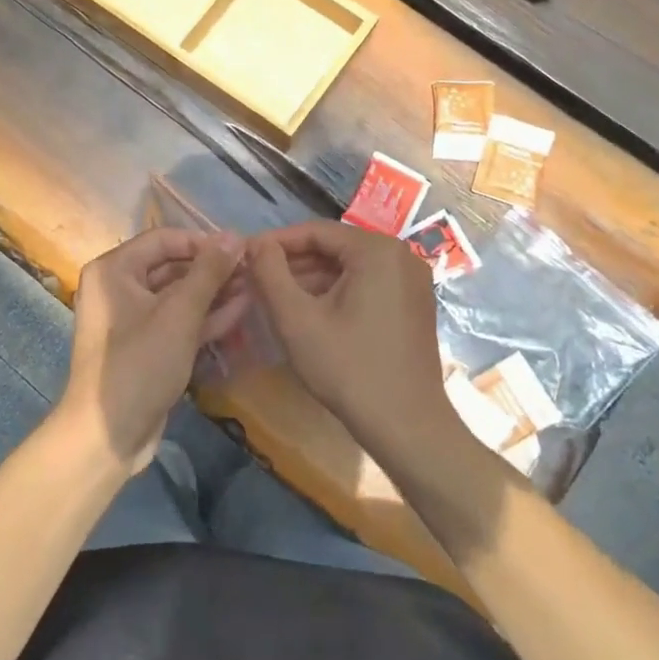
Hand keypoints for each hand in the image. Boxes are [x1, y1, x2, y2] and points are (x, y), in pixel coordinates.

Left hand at [57, 228, 246, 475]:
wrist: (108, 435)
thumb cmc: (140, 364)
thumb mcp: (179, 314)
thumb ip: (209, 272)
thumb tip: (234, 236)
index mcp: (114, 270)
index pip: (164, 239)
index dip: (203, 242)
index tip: (240, 249)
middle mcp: (118, 288)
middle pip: (172, 266)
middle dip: (213, 269)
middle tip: (253, 270)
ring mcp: (131, 319)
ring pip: (178, 296)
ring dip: (214, 292)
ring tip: (254, 287)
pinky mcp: (145, 346)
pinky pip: (176, 321)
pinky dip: (204, 317)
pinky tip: (240, 311)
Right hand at [249, 221, 462, 467]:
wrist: (407, 427)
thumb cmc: (349, 369)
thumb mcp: (297, 320)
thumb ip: (270, 274)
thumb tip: (256, 244)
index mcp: (377, 250)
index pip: (316, 232)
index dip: (276, 242)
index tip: (245, 256)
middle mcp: (401, 255)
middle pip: (334, 248)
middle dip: (293, 263)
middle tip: (255, 278)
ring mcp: (412, 281)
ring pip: (349, 268)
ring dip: (312, 279)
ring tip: (274, 296)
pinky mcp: (413, 304)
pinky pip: (367, 285)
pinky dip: (336, 293)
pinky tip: (308, 312)